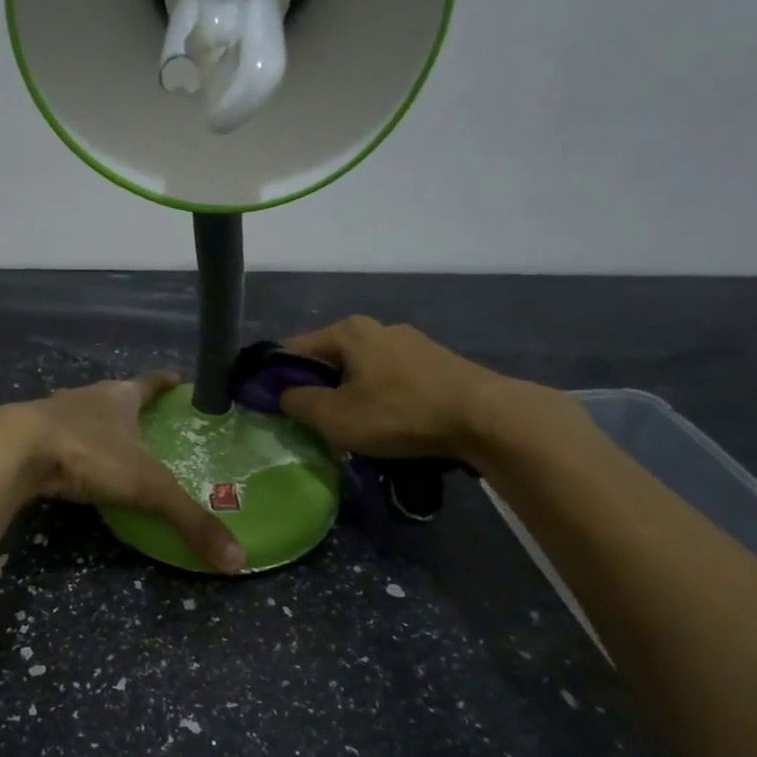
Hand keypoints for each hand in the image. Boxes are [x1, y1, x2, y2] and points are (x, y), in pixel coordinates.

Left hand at [0, 372, 244, 573]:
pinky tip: (70, 467)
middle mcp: (86, 397)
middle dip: (131, 408)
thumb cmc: (88, 455)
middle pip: (114, 397)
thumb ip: (189, 520)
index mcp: (119, 397)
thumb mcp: (147, 488)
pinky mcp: (25, 436)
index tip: (180, 379)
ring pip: (81, 415)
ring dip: (96, 427)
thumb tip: (236, 559)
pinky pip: (54, 439)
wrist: (12, 452)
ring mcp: (51, 413)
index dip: (166, 382)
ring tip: (111, 448)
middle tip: (150, 425)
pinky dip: (67, 449)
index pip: (150, 383)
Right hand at [278, 315, 570, 465]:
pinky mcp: (435, 362)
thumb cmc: (399, 413)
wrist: (484, 417)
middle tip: (313, 424)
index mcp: (347, 331)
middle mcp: (377, 327)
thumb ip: (298, 403)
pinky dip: (380, 398)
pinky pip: (390, 379)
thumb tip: (284, 395)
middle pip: (329, 359)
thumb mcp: (335, 417)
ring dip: (350, 395)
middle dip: (317, 389)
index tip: (271, 408)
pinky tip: (389, 424)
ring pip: (361, 370)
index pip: (293, 349)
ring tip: (353, 429)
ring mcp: (410, 343)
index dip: (276, 378)